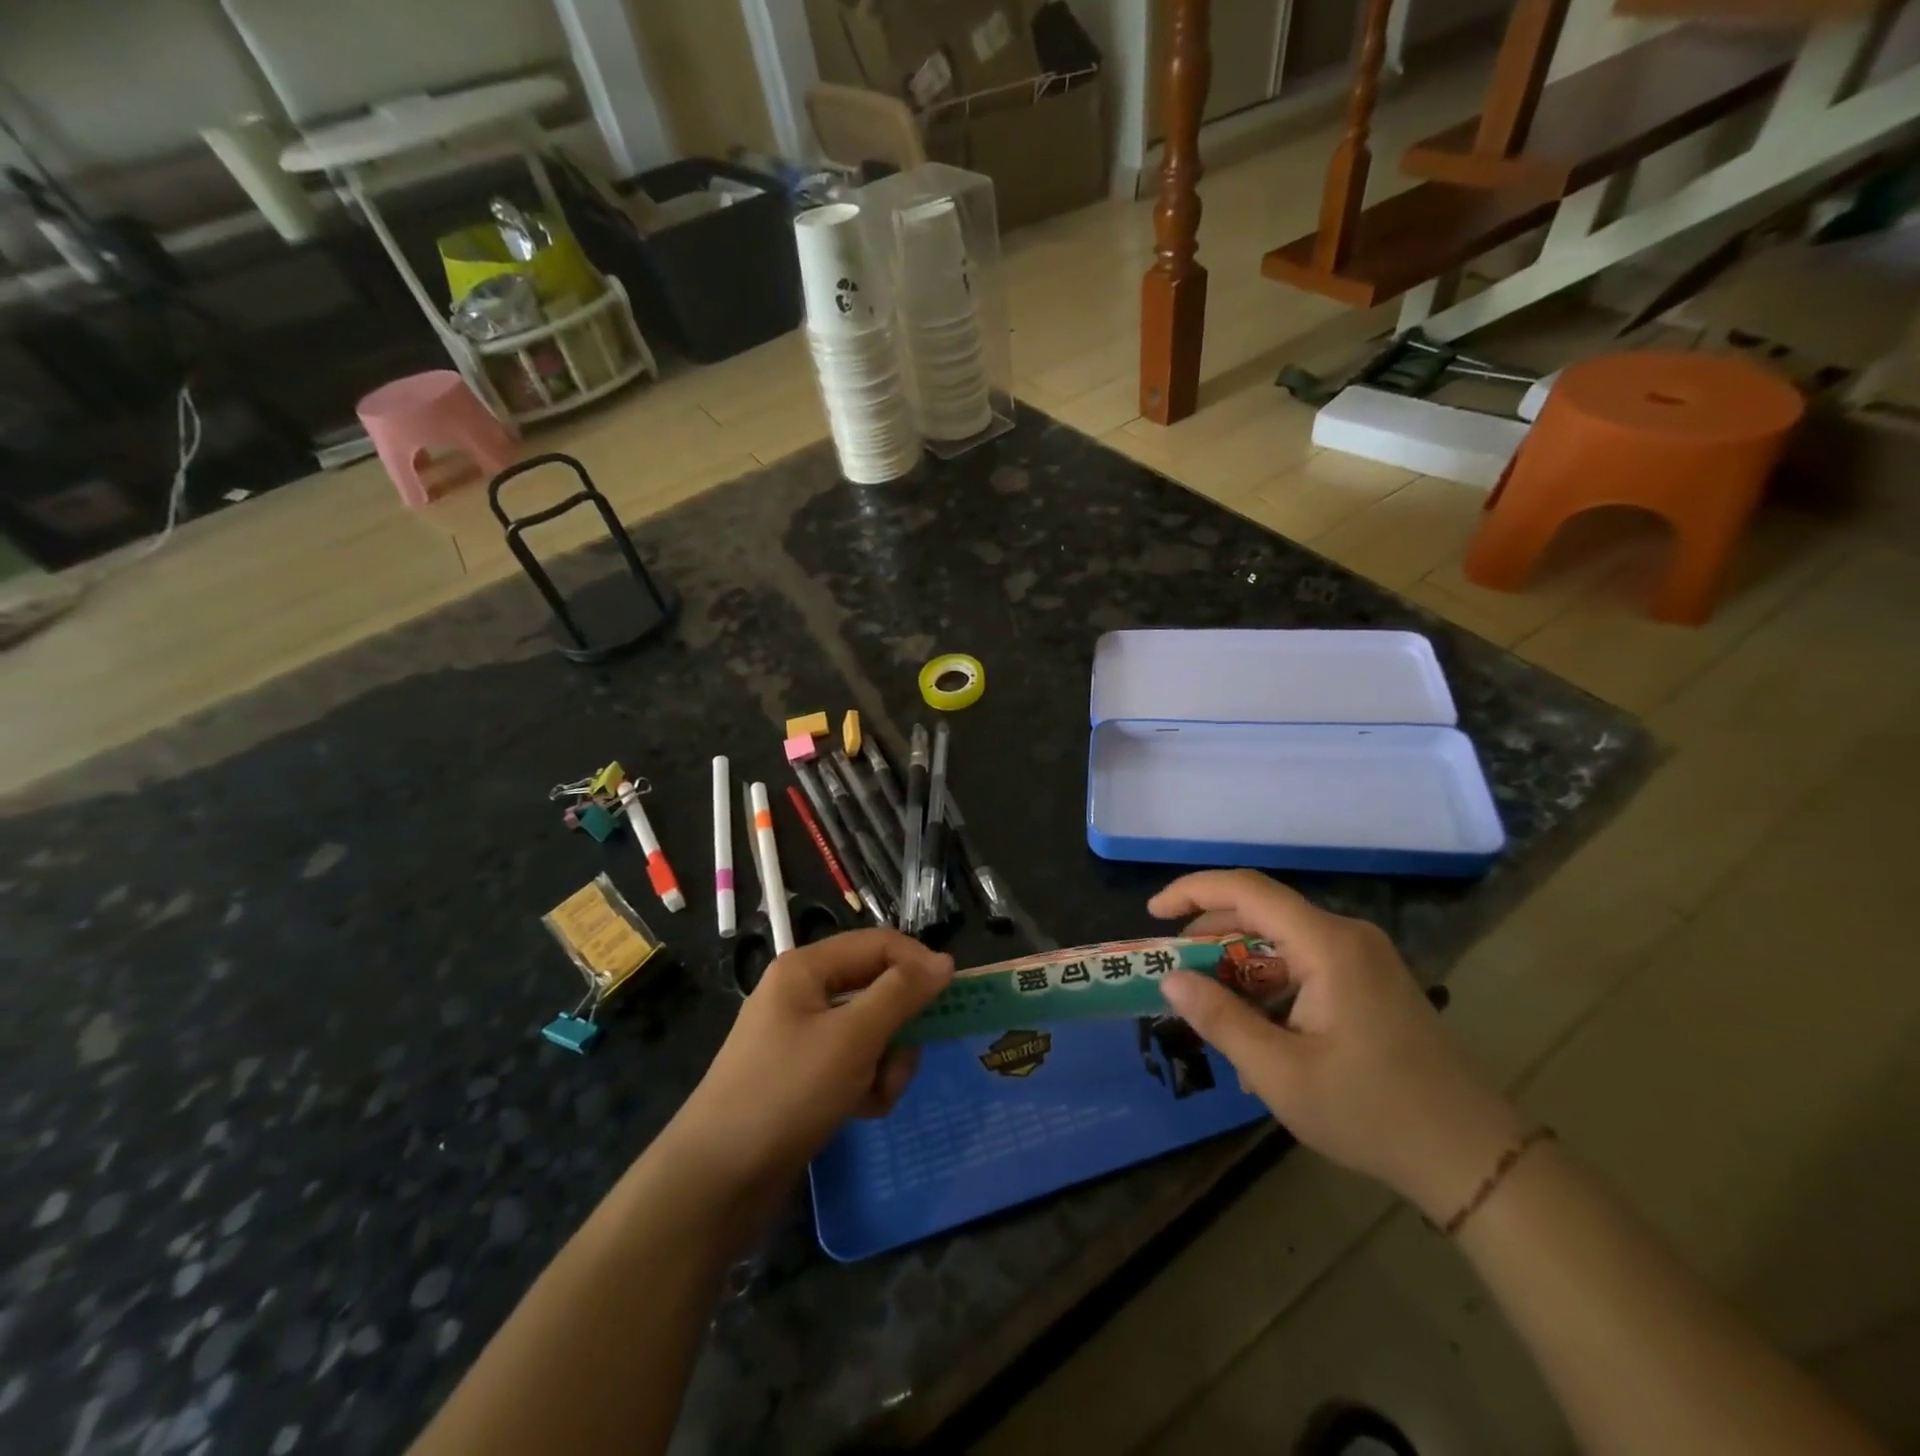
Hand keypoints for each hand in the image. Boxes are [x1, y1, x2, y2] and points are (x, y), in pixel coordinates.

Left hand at [671, 929, 952, 1195]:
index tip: (953, 995)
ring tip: (875, 1095)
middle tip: (903, 1060)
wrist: (717, 1180)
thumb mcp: (853, 1037)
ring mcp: (801, 1036)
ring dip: (885, 1062)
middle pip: (876, 989)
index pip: (878, 945)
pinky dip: (866, 1084)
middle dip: (898, 1027)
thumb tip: (943, 961)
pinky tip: (861, 1111)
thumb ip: (901, 994)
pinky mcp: (803, 1076)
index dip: (917, 964)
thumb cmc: (788, 1092)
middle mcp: (804, 994)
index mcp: (807, 968)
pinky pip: (853, 1064)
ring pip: (870, 1031)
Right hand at [1151, 870, 1526, 1220]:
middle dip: (1211, 936)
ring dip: (1239, 968)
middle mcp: (1347, 937)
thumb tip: (1170, 980)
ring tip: (1214, 1012)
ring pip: (1282, 941)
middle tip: (1176, 973)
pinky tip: (1258, 1033)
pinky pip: (1305, 964)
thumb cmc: (1372, 1113)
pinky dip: (1270, 986)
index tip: (1154, 914)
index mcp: (1328, 945)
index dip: (1193, 891)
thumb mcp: (1280, 1073)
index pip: (1247, 890)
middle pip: (1262, 913)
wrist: (1474, 1159)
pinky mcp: (1371, 982)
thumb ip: (1220, 1019)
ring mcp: (1364, 959)